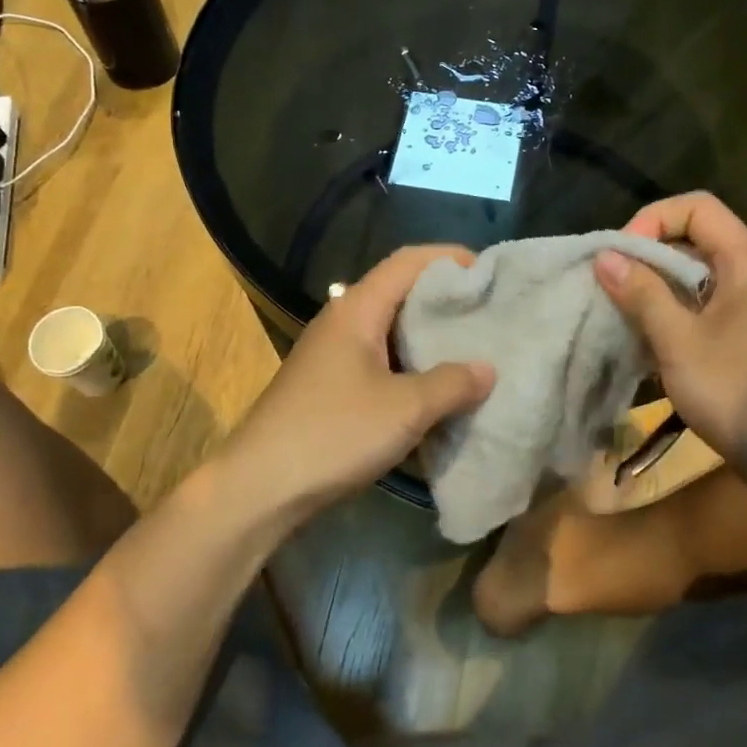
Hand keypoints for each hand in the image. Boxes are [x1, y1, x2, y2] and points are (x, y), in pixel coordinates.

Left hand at [214, 246, 494, 524]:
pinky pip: (381, 361)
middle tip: (488, 312)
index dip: (449, 258)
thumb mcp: (405, 408)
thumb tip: (487, 369)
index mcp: (357, 309)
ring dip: (429, 336)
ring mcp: (333, 355)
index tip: (489, 272)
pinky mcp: (330, 386)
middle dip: (445, 298)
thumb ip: (452, 384)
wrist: (258, 488)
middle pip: (400, 292)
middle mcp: (342, 321)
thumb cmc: (333, 433)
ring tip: (472, 349)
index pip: (407, 261)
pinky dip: (412, 366)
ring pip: (391, 330)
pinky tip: (436, 389)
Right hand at [595, 193, 746, 490]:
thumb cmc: (738, 392)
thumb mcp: (679, 342)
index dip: (652, 219)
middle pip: (694, 237)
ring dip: (657, 288)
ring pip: (696, 274)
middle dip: (648, 256)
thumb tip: (605, 256)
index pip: (696, 207)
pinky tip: (649, 340)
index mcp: (746, 260)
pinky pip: (704, 303)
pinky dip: (674, 311)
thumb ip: (642, 294)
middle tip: (613, 287)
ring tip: (623, 314)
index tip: (621, 257)